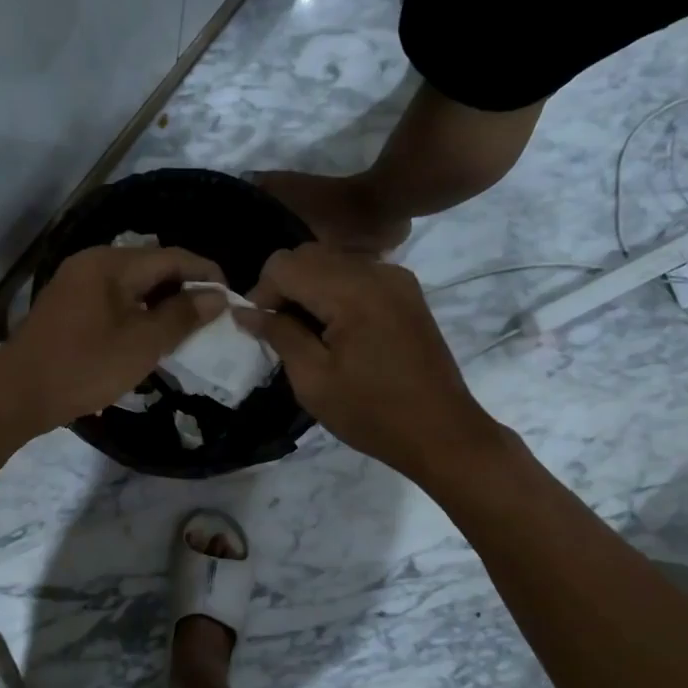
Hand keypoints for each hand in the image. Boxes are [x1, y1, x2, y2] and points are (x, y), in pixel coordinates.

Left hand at [0, 244, 226, 436]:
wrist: (18, 394)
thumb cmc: (85, 366)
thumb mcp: (142, 343)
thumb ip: (182, 316)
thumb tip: (217, 296)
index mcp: (111, 263)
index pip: (172, 257)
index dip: (206, 273)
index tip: (232, 297)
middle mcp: (92, 263)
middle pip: (151, 267)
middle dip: (185, 288)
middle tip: (213, 316)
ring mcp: (76, 284)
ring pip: (133, 285)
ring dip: (162, 303)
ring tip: (188, 328)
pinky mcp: (68, 307)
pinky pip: (114, 300)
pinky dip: (138, 312)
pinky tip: (151, 335)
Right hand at [234, 244, 499, 480]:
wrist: (442, 432)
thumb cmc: (372, 414)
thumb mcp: (313, 381)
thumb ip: (279, 335)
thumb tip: (246, 311)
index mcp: (352, 292)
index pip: (285, 264)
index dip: (262, 293)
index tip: (260, 330)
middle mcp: (376, 271)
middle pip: (309, 254)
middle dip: (284, 287)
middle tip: (279, 331)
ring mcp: (397, 278)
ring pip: (333, 260)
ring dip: (309, 288)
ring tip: (306, 333)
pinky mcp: (407, 292)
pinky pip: (358, 274)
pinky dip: (335, 291)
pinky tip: (336, 330)